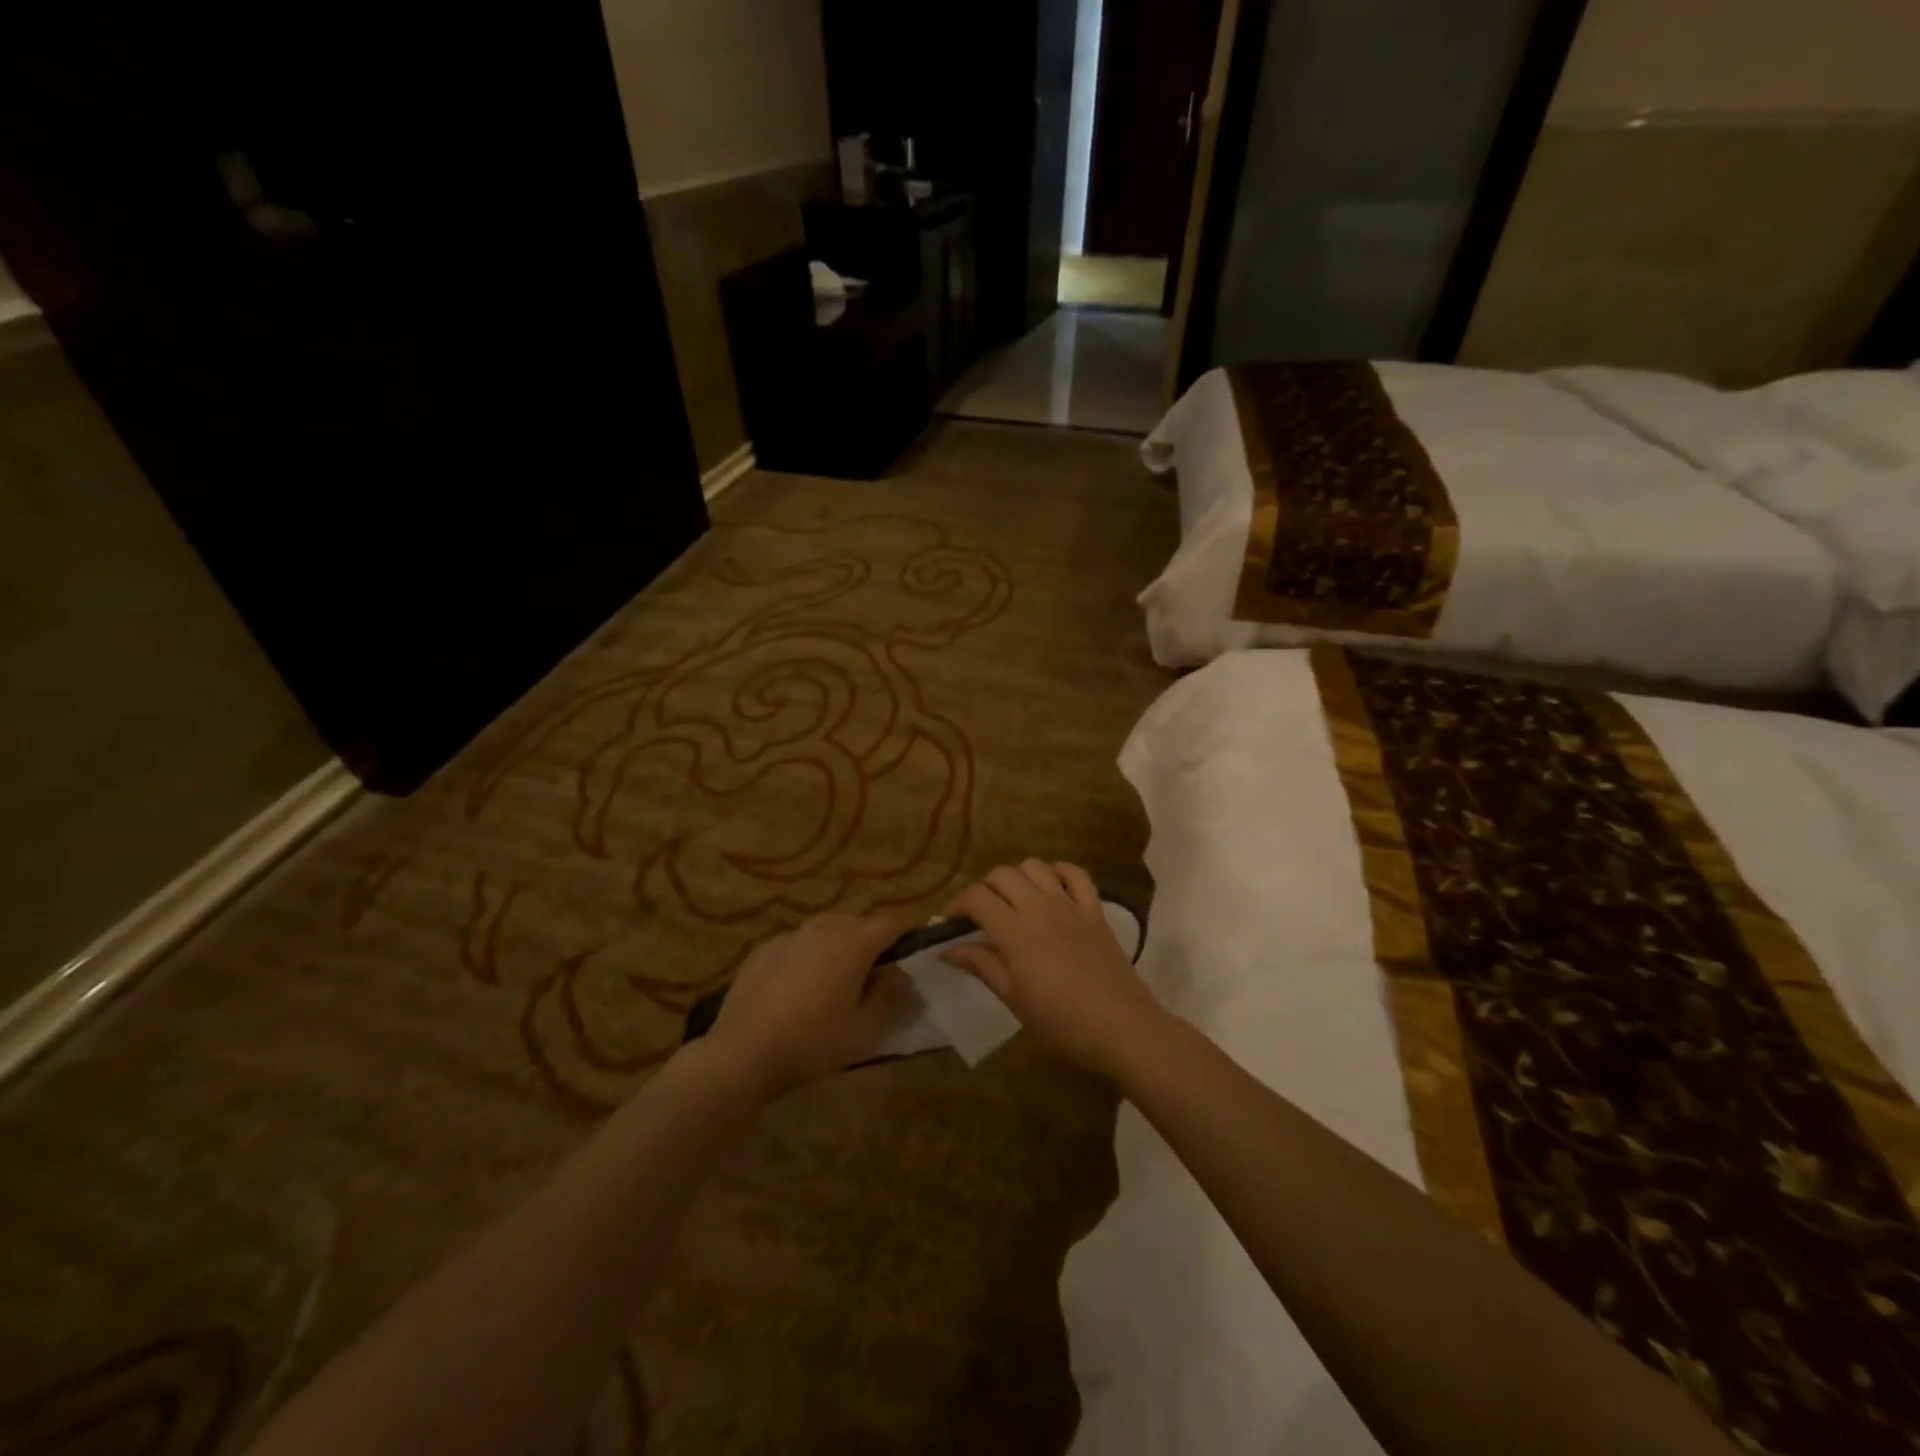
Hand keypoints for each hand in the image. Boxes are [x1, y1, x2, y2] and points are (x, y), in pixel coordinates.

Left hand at [707, 911, 918, 1097]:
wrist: (743, 1052)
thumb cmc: (813, 1042)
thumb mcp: (864, 1029)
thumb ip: (890, 996)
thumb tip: (899, 975)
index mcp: (854, 943)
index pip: (892, 923)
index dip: (907, 934)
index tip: (912, 953)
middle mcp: (824, 928)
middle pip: (859, 923)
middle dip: (872, 941)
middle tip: (874, 974)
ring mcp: (790, 936)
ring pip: (826, 930)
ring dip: (839, 945)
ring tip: (836, 978)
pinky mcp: (763, 949)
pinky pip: (798, 944)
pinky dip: (808, 955)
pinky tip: (799, 987)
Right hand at [943, 861, 1166, 1078]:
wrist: (1121, 1027)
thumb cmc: (1061, 1022)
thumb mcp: (1014, 999)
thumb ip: (982, 965)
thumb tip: (949, 950)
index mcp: (1014, 931)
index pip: (976, 897)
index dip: (958, 905)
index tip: (952, 925)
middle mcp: (1039, 907)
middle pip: (1002, 874)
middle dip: (984, 889)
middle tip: (981, 916)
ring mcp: (1070, 904)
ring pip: (1035, 866)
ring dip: (1017, 877)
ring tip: (1014, 901)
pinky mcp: (1095, 909)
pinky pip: (1075, 874)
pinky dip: (1058, 873)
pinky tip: (1051, 889)